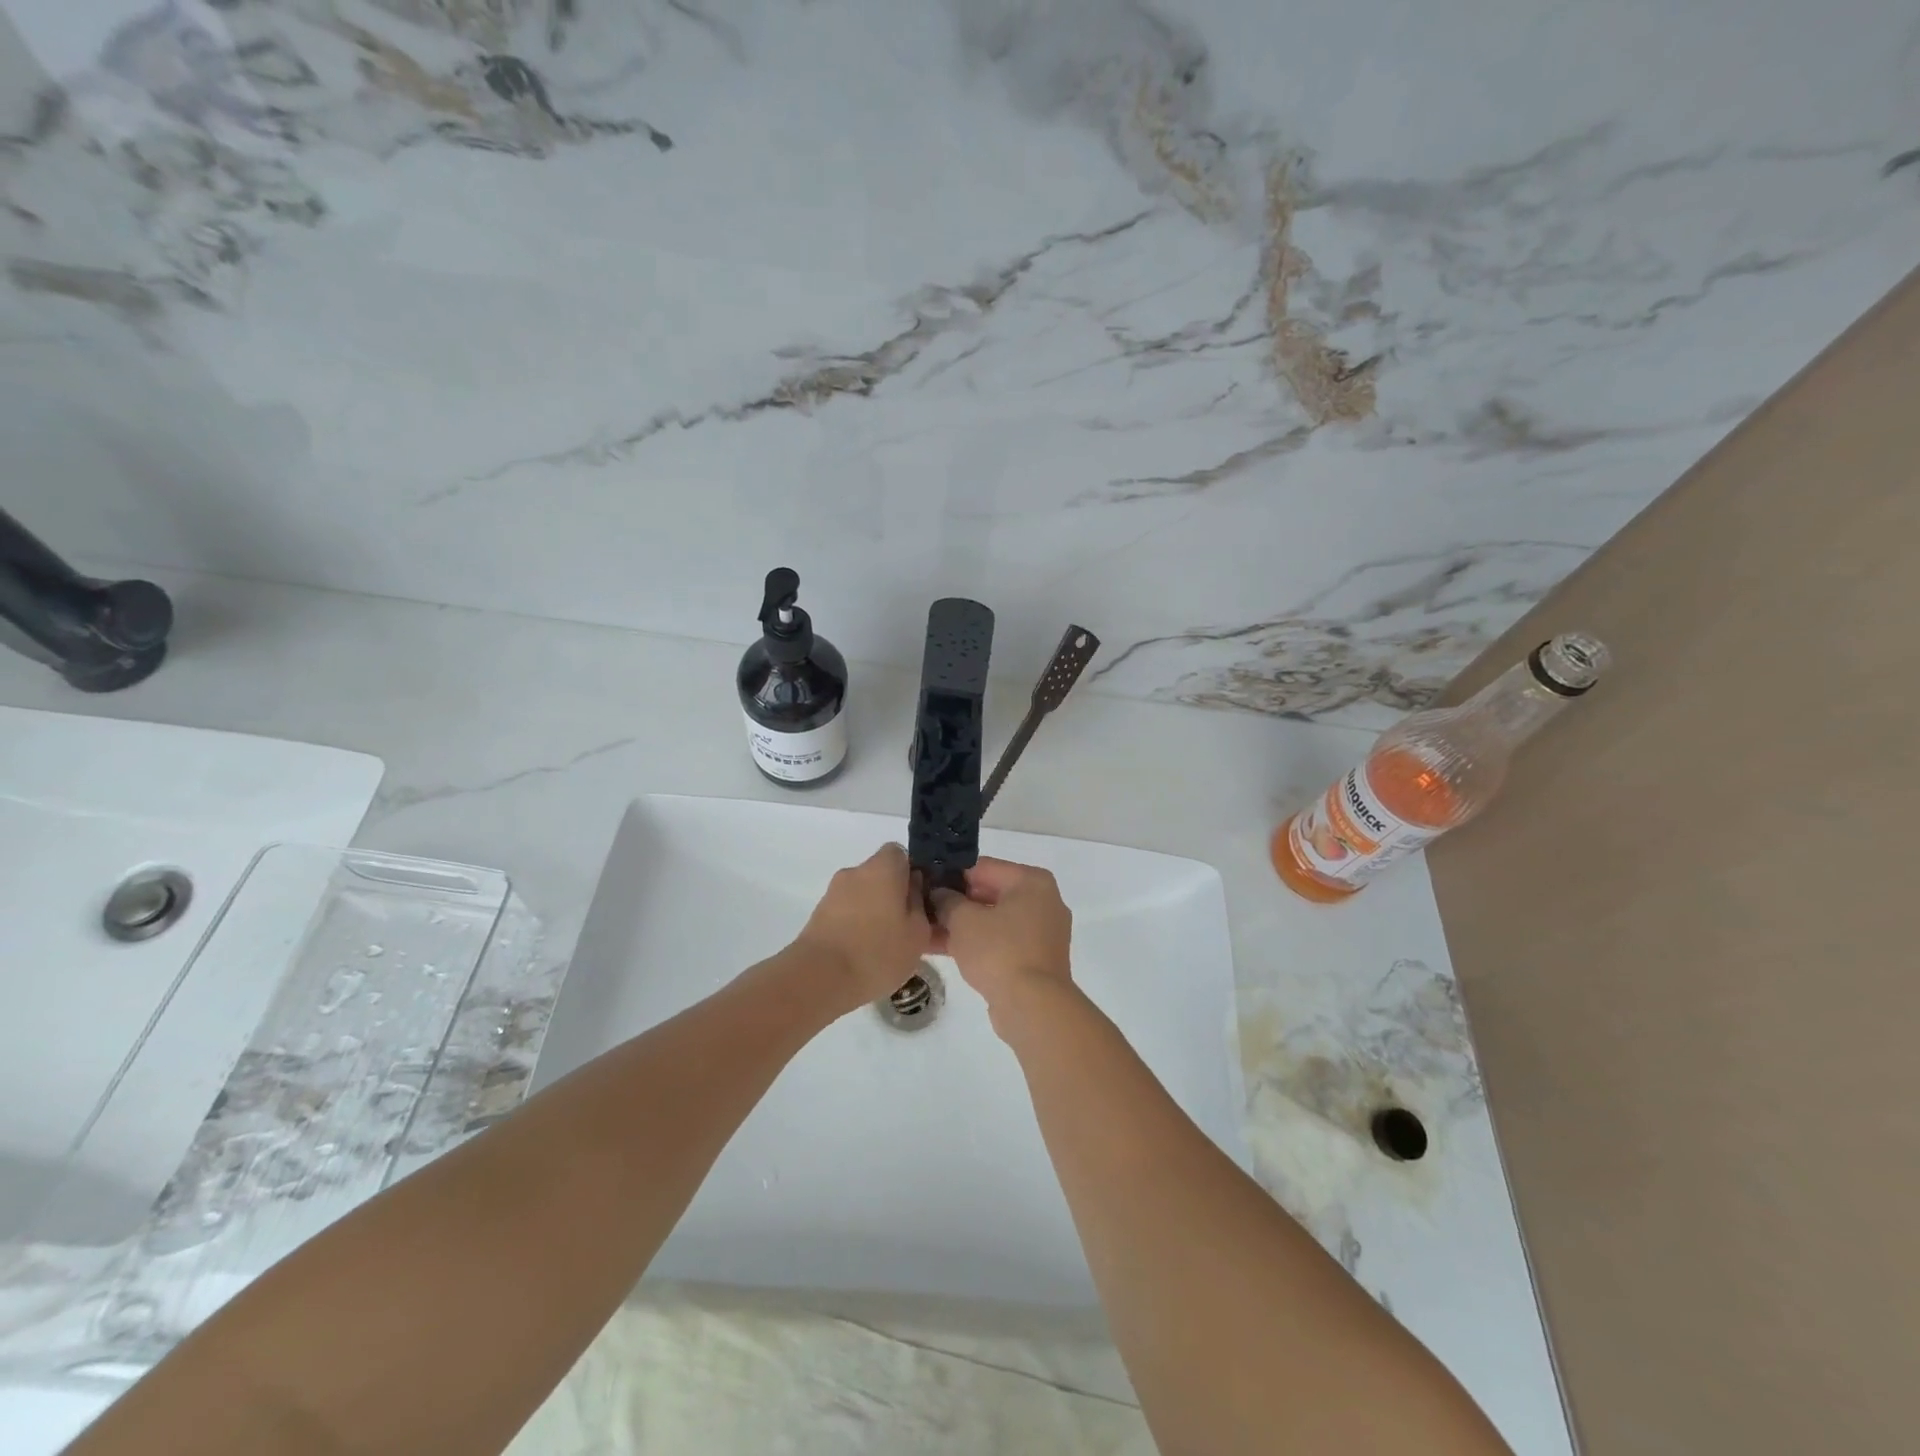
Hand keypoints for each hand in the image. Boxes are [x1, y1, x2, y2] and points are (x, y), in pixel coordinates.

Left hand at [792, 843, 936, 1013]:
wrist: (820, 978)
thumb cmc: (878, 952)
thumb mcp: (918, 933)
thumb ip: (920, 904)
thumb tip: (913, 888)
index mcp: (882, 868)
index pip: (899, 853)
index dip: (911, 872)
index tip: (919, 898)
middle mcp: (855, 872)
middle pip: (879, 875)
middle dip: (892, 895)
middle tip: (905, 926)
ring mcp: (833, 893)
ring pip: (862, 895)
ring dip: (873, 912)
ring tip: (884, 946)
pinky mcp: (817, 916)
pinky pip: (845, 913)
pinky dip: (855, 927)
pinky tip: (863, 955)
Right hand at [933, 858, 1073, 1035]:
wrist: (1033, 1007)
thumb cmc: (1000, 951)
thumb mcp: (964, 920)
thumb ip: (947, 901)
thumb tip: (939, 894)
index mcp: (1032, 882)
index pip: (982, 867)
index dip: (950, 874)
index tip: (924, 882)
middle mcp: (1042, 902)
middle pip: (988, 893)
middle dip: (953, 903)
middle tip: (921, 907)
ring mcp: (1040, 933)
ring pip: (992, 921)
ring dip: (960, 926)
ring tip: (923, 929)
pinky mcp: (1033, 960)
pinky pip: (999, 942)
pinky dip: (974, 944)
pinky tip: (939, 948)